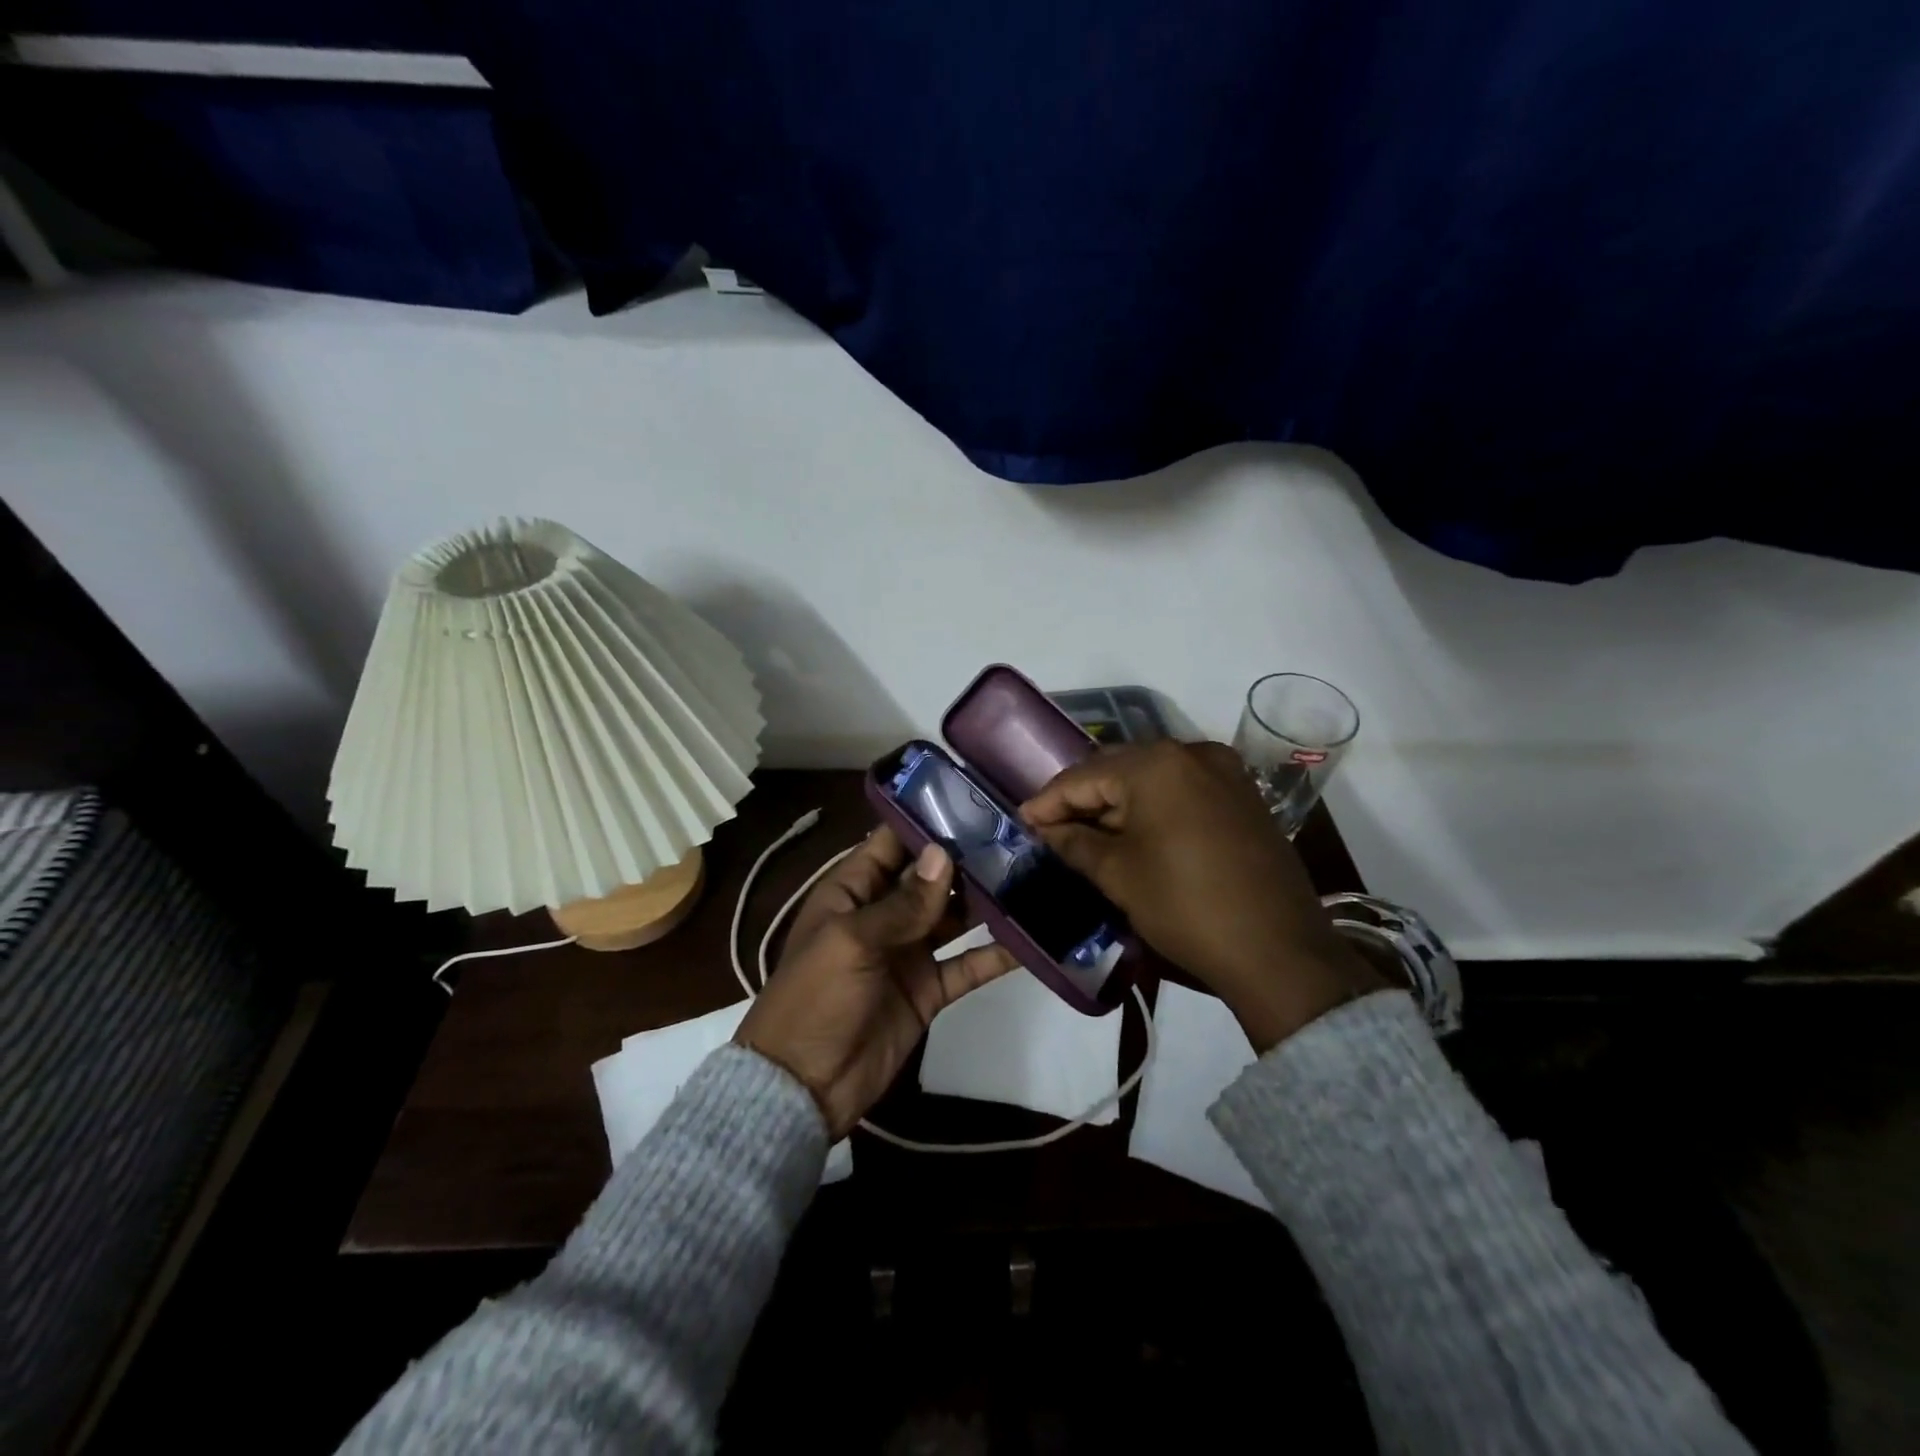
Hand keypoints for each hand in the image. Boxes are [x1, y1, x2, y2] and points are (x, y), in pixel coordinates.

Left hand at [735, 827, 1017, 1137]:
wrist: (804, 1086)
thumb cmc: (816, 998)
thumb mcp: (852, 941)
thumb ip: (902, 903)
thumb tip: (943, 854)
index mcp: (851, 892)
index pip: (890, 844)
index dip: (924, 822)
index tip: (970, 801)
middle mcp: (883, 914)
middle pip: (929, 878)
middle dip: (965, 859)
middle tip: (1017, 837)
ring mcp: (908, 952)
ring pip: (953, 916)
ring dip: (985, 901)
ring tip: (1029, 876)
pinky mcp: (929, 989)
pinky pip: (967, 965)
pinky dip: (996, 954)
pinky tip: (1031, 939)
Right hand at [1021, 741, 1383, 1050]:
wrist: (1278, 950)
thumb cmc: (1186, 906)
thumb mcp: (1119, 874)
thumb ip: (1074, 842)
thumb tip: (1045, 828)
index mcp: (1156, 764)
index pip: (1084, 776)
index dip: (1048, 801)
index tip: (1021, 821)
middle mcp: (1192, 753)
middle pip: (1118, 769)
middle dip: (1082, 798)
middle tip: (1050, 828)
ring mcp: (1224, 772)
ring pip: (1151, 778)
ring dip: (1116, 802)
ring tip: (1085, 832)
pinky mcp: (1243, 795)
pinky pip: (1182, 789)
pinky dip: (1152, 806)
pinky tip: (1133, 831)